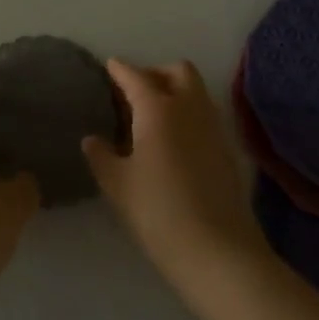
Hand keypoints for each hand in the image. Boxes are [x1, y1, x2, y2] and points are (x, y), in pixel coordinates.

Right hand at [82, 59, 270, 298]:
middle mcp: (189, 109)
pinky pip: (204, 116)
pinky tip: (172, 141)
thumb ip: (101, 156)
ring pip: (195, 92)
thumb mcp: (118, 185)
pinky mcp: (227, 151)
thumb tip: (92, 140)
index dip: (120, 70)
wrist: (219, 253)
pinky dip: (187, 115)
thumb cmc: (159, 212)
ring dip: (175, 91)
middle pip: (177, 71)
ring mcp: (213, 129)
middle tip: (134, 91)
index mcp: (158, 109)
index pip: (136, 77)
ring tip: (151, 115)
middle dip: (155, 73)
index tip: (109, 66)